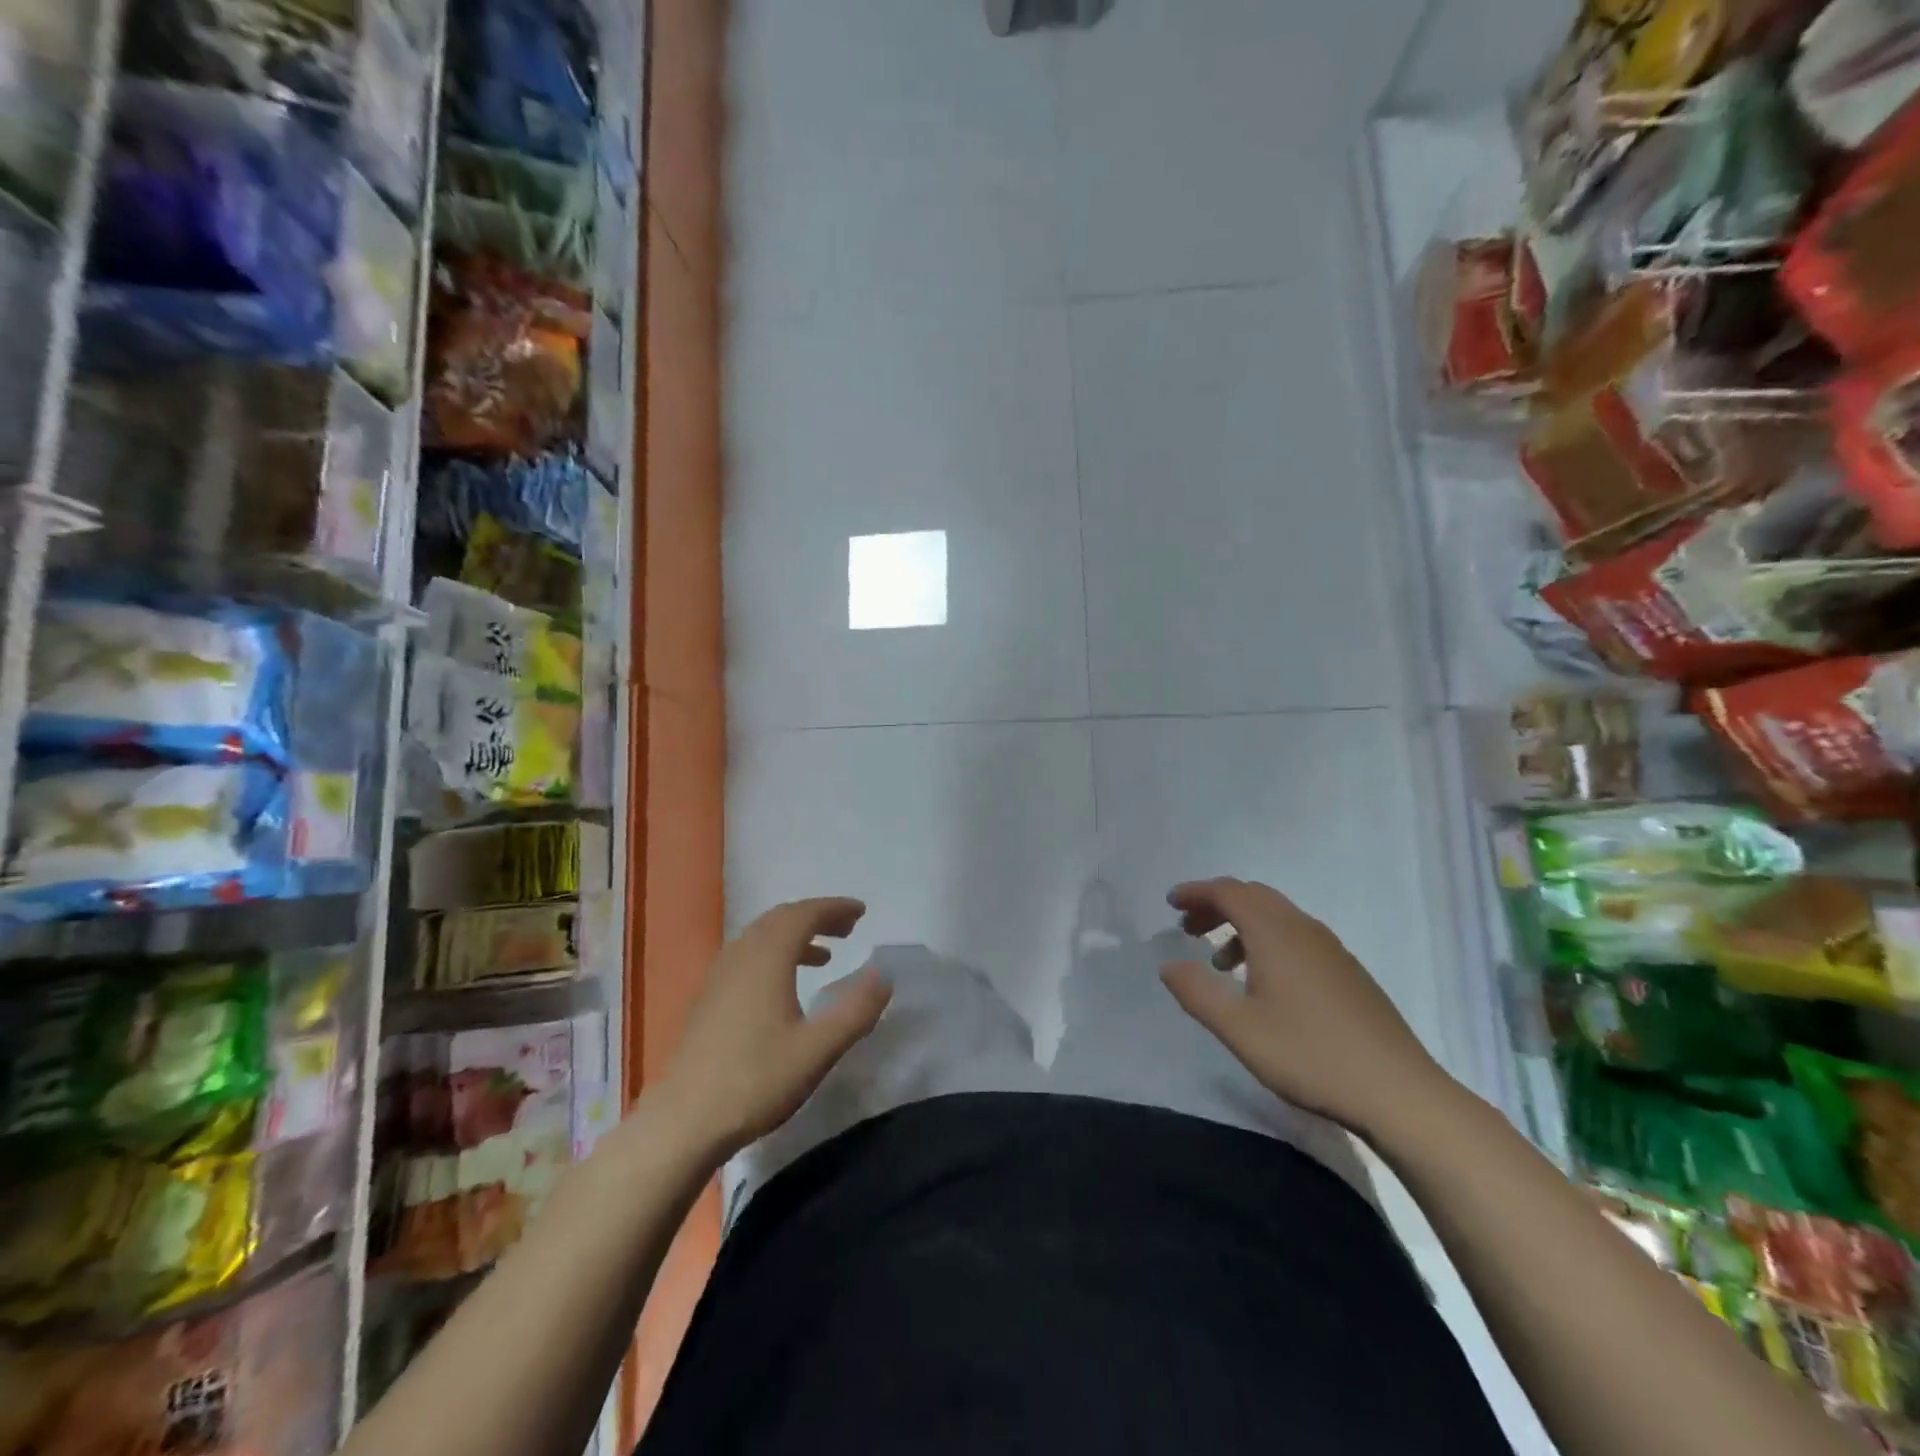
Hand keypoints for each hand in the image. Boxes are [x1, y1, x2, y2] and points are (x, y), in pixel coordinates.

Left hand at [655, 897, 892, 1158]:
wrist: (683, 1121)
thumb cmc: (756, 1080)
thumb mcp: (818, 1049)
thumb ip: (856, 1010)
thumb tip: (884, 975)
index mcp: (768, 957)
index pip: (805, 914)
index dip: (835, 908)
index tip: (861, 912)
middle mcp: (741, 955)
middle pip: (781, 919)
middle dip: (817, 917)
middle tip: (848, 928)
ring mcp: (719, 975)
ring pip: (761, 937)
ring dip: (795, 936)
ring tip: (824, 956)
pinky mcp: (708, 998)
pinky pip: (747, 956)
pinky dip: (774, 954)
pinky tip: (784, 986)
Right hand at [1159, 877, 1449, 1139]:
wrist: (1400, 1093)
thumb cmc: (1311, 1055)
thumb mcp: (1239, 1029)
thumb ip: (1197, 992)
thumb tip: (1168, 964)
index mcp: (1275, 933)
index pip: (1228, 892)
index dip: (1196, 893)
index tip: (1170, 904)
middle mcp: (1304, 929)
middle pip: (1253, 896)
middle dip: (1216, 905)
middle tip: (1188, 929)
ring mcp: (1331, 949)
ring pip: (1277, 916)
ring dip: (1242, 925)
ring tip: (1220, 963)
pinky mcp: (1348, 972)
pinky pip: (1296, 936)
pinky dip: (1267, 941)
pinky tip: (1264, 984)